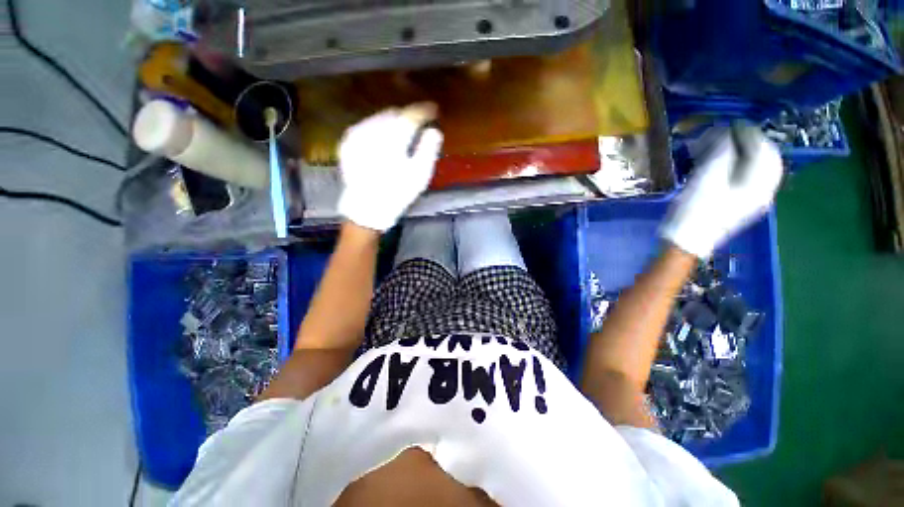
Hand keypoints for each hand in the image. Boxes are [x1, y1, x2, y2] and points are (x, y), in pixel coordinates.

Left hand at [337, 104, 443, 231]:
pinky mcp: (347, 143)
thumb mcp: (419, 175)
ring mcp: (356, 136)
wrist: (367, 208)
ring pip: (379, 118)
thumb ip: (428, 150)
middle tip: (417, 124)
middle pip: (393, 114)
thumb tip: (434, 130)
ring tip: (402, 131)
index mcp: (393, 139)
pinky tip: (383, 138)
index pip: (410, 116)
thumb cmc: (397, 193)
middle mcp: (372, 131)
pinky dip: (377, 128)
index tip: (433, 109)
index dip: (423, 111)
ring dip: (392, 121)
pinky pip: (365, 126)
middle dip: (406, 116)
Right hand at [660, 126, 782, 257]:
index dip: (748, 132)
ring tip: (717, 148)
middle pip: (761, 158)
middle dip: (744, 143)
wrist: (686, 241)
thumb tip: (726, 133)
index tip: (730, 123)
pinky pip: (744, 178)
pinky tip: (719, 165)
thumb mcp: (708, 176)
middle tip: (723, 135)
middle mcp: (763, 190)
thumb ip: (722, 150)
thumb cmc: (696, 209)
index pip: (763, 148)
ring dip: (737, 154)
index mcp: (760, 183)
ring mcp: (752, 199)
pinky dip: (733, 166)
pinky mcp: (739, 204)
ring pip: (753, 168)